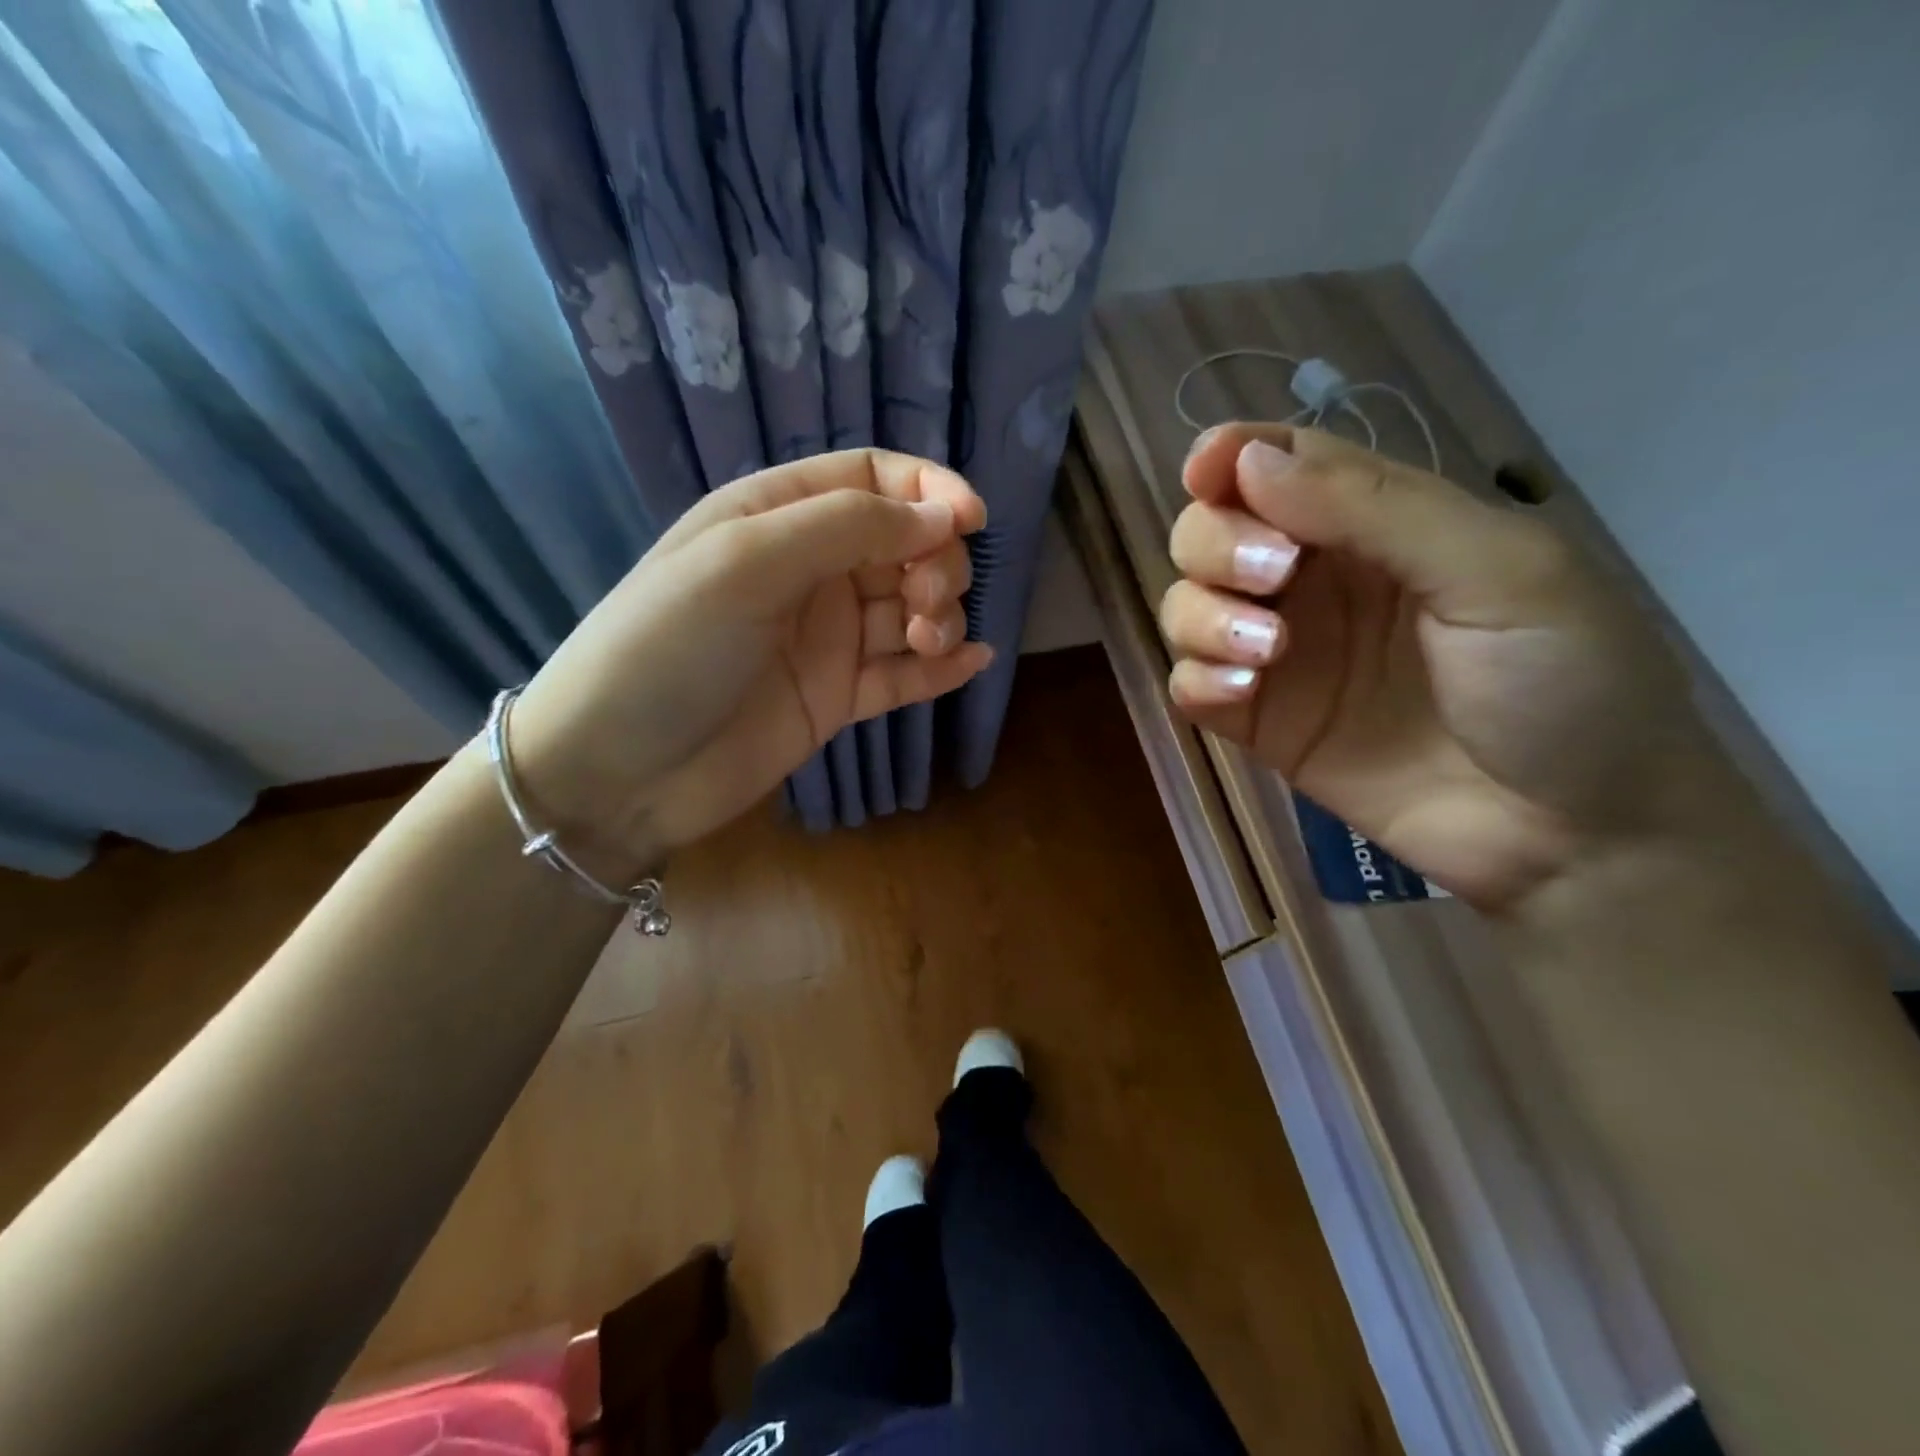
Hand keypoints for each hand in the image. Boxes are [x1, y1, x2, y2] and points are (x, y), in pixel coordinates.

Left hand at [508, 450, 991, 878]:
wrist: (618, 773)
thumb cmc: (667, 647)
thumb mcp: (745, 562)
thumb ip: (846, 527)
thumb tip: (942, 515)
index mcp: (776, 516)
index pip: (870, 479)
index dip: (927, 489)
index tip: (971, 521)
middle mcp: (807, 570)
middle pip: (902, 544)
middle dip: (935, 562)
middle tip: (928, 599)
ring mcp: (824, 638)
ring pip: (909, 609)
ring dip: (938, 616)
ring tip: (926, 639)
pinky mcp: (836, 696)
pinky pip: (901, 674)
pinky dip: (940, 668)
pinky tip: (972, 663)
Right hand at [1161, 424, 1727, 910]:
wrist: (1572, 835)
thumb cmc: (1564, 682)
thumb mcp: (1497, 571)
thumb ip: (1375, 507)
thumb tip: (1249, 460)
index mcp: (1376, 525)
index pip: (1278, 466)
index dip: (1230, 457)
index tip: (1207, 472)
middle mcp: (1314, 582)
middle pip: (1212, 531)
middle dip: (1217, 543)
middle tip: (1272, 579)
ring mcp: (1281, 656)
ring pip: (1186, 605)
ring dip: (1203, 615)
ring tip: (1263, 653)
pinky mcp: (1259, 723)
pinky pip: (1189, 685)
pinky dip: (1196, 679)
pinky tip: (1241, 695)